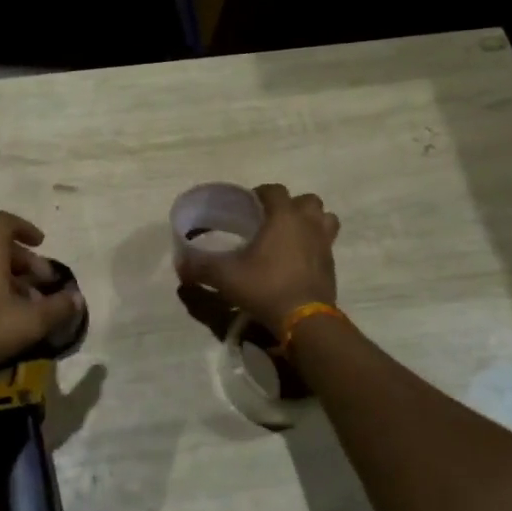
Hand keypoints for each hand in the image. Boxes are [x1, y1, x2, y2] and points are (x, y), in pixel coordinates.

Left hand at [0, 211, 84, 383]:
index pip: (5, 222)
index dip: (26, 228)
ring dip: (9, 279)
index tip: (42, 244)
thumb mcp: (28, 321)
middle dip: (24, 263)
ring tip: (27, 306)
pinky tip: (2, 318)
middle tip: (43, 286)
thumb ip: (57, 308)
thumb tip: (77, 299)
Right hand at [177, 183, 339, 334]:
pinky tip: (297, 261)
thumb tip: (180, 265)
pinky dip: (314, 246)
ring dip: (311, 222)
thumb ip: (201, 267)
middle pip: (307, 201)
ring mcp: (324, 244)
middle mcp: (308, 224)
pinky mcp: (331, 265)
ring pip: (325, 219)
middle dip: (291, 205)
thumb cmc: (265, 287)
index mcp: (283, 217)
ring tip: (291, 236)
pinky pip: (326, 244)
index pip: (274, 190)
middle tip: (271, 221)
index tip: (247, 205)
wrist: (304, 320)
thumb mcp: (225, 277)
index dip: (260, 193)